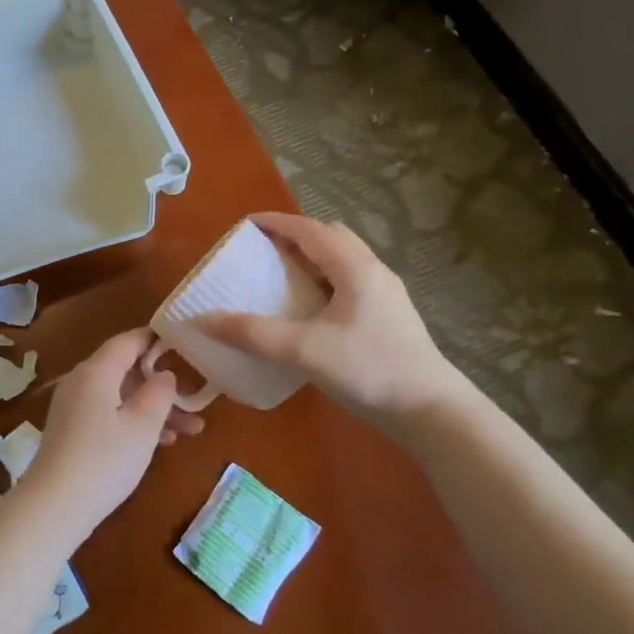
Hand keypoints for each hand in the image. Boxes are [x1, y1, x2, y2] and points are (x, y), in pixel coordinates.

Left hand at [15, 328, 202, 549]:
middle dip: (162, 384)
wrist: (54, 506)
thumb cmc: (105, 460)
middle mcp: (81, 381)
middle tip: (196, 397)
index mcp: (96, 371)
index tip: (184, 343)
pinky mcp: (71, 429)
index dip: (156, 339)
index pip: (129, 341)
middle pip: (126, 370)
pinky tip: (161, 442)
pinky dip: (133, 421)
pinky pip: (108, 413)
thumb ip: (159, 393)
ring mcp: (73, 406)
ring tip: (192, 429)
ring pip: (120, 396)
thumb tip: (164, 374)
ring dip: (153, 408)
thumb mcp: (143, 426)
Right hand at [204, 213, 464, 432]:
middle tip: (262, 251)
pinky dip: (323, 279)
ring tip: (281, 276)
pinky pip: (349, 281)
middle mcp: (372, 271)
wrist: (431, 411)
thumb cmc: (369, 370)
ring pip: (343, 259)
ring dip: (311, 258)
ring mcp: (385, 293)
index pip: (309, 229)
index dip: (275, 222)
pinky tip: (309, 308)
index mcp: (354, 267)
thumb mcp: (303, 350)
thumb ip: (252, 334)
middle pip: (330, 237)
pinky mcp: (388, 315)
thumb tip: (202, 320)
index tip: (243, 225)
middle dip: (294, 236)